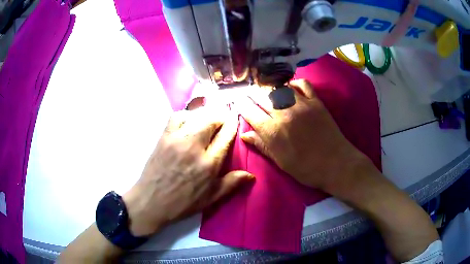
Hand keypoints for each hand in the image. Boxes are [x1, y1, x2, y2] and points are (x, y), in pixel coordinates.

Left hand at [123, 108, 252, 236]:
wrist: (151, 201)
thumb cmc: (183, 202)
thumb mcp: (211, 198)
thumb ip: (232, 184)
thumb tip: (251, 175)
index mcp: (209, 164)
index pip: (226, 135)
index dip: (233, 124)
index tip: (235, 118)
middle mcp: (194, 147)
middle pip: (212, 119)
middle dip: (221, 115)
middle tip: (224, 118)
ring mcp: (177, 139)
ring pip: (196, 115)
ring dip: (206, 114)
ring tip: (209, 119)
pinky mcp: (164, 137)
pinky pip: (177, 117)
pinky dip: (186, 115)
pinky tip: (189, 121)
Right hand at [237, 79, 371, 193]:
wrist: (336, 164)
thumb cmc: (306, 168)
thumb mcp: (281, 162)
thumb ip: (262, 145)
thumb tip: (244, 135)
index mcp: (273, 131)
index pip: (250, 112)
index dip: (241, 105)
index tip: (237, 101)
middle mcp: (284, 113)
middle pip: (261, 96)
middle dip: (251, 94)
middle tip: (249, 94)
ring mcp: (301, 105)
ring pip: (279, 88)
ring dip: (269, 88)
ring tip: (266, 90)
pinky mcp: (316, 101)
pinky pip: (302, 84)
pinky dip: (294, 83)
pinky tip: (290, 88)